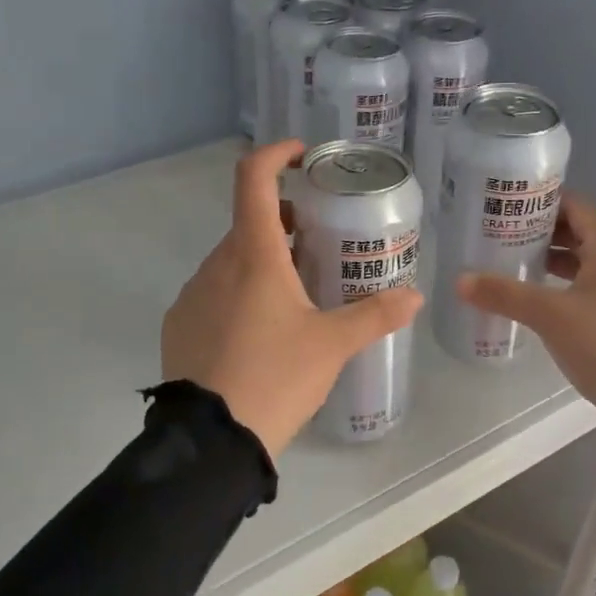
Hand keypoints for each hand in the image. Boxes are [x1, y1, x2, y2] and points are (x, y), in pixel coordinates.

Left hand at [163, 140, 422, 455]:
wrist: (211, 440)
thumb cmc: (276, 378)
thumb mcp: (332, 346)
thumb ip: (375, 316)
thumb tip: (416, 297)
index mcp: (253, 255)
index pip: (253, 179)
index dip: (276, 155)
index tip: (301, 156)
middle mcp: (216, 264)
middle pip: (249, 223)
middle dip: (282, 222)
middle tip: (316, 242)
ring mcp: (192, 294)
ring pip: (231, 261)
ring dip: (261, 261)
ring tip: (294, 295)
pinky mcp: (179, 324)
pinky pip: (212, 293)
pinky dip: (238, 293)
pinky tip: (258, 333)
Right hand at [457, 194, 595, 418]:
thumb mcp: (549, 316)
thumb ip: (505, 294)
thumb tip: (460, 280)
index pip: (574, 207)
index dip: (541, 202)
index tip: (507, 206)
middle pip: (579, 232)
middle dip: (541, 232)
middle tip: (502, 235)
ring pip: (585, 261)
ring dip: (553, 259)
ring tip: (515, 264)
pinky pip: (591, 284)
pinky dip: (565, 282)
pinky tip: (541, 298)